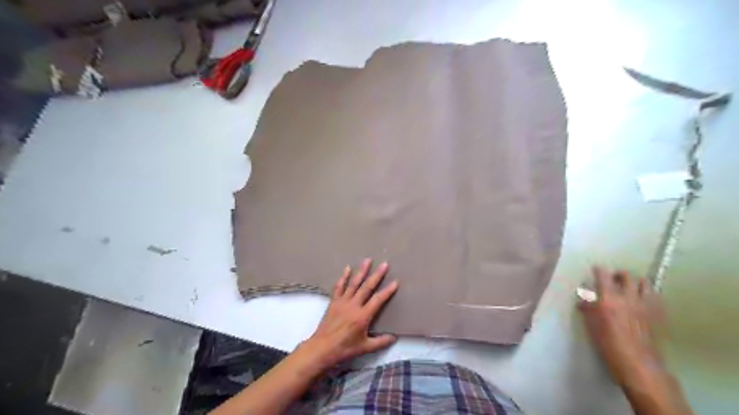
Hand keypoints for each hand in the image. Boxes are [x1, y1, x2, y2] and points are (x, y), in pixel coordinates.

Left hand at [299, 260, 398, 369]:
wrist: (322, 348)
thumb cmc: (344, 348)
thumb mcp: (365, 348)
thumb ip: (380, 342)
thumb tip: (394, 338)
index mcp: (363, 316)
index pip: (378, 300)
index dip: (388, 291)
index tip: (395, 282)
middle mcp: (353, 305)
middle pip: (367, 287)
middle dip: (377, 275)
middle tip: (384, 264)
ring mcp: (343, 302)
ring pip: (354, 283)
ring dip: (361, 271)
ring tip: (367, 260)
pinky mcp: (334, 302)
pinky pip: (339, 287)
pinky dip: (343, 277)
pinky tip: (347, 268)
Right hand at [576, 268, 663, 386]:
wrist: (638, 363)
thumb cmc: (608, 344)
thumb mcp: (591, 326)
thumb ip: (588, 309)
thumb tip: (583, 301)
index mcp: (608, 298)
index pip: (603, 275)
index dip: (598, 270)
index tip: (595, 270)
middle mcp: (627, 296)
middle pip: (626, 275)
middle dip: (618, 274)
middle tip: (613, 279)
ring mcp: (645, 304)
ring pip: (644, 282)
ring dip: (635, 282)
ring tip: (630, 288)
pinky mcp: (658, 313)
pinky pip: (655, 296)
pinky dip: (648, 294)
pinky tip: (643, 301)